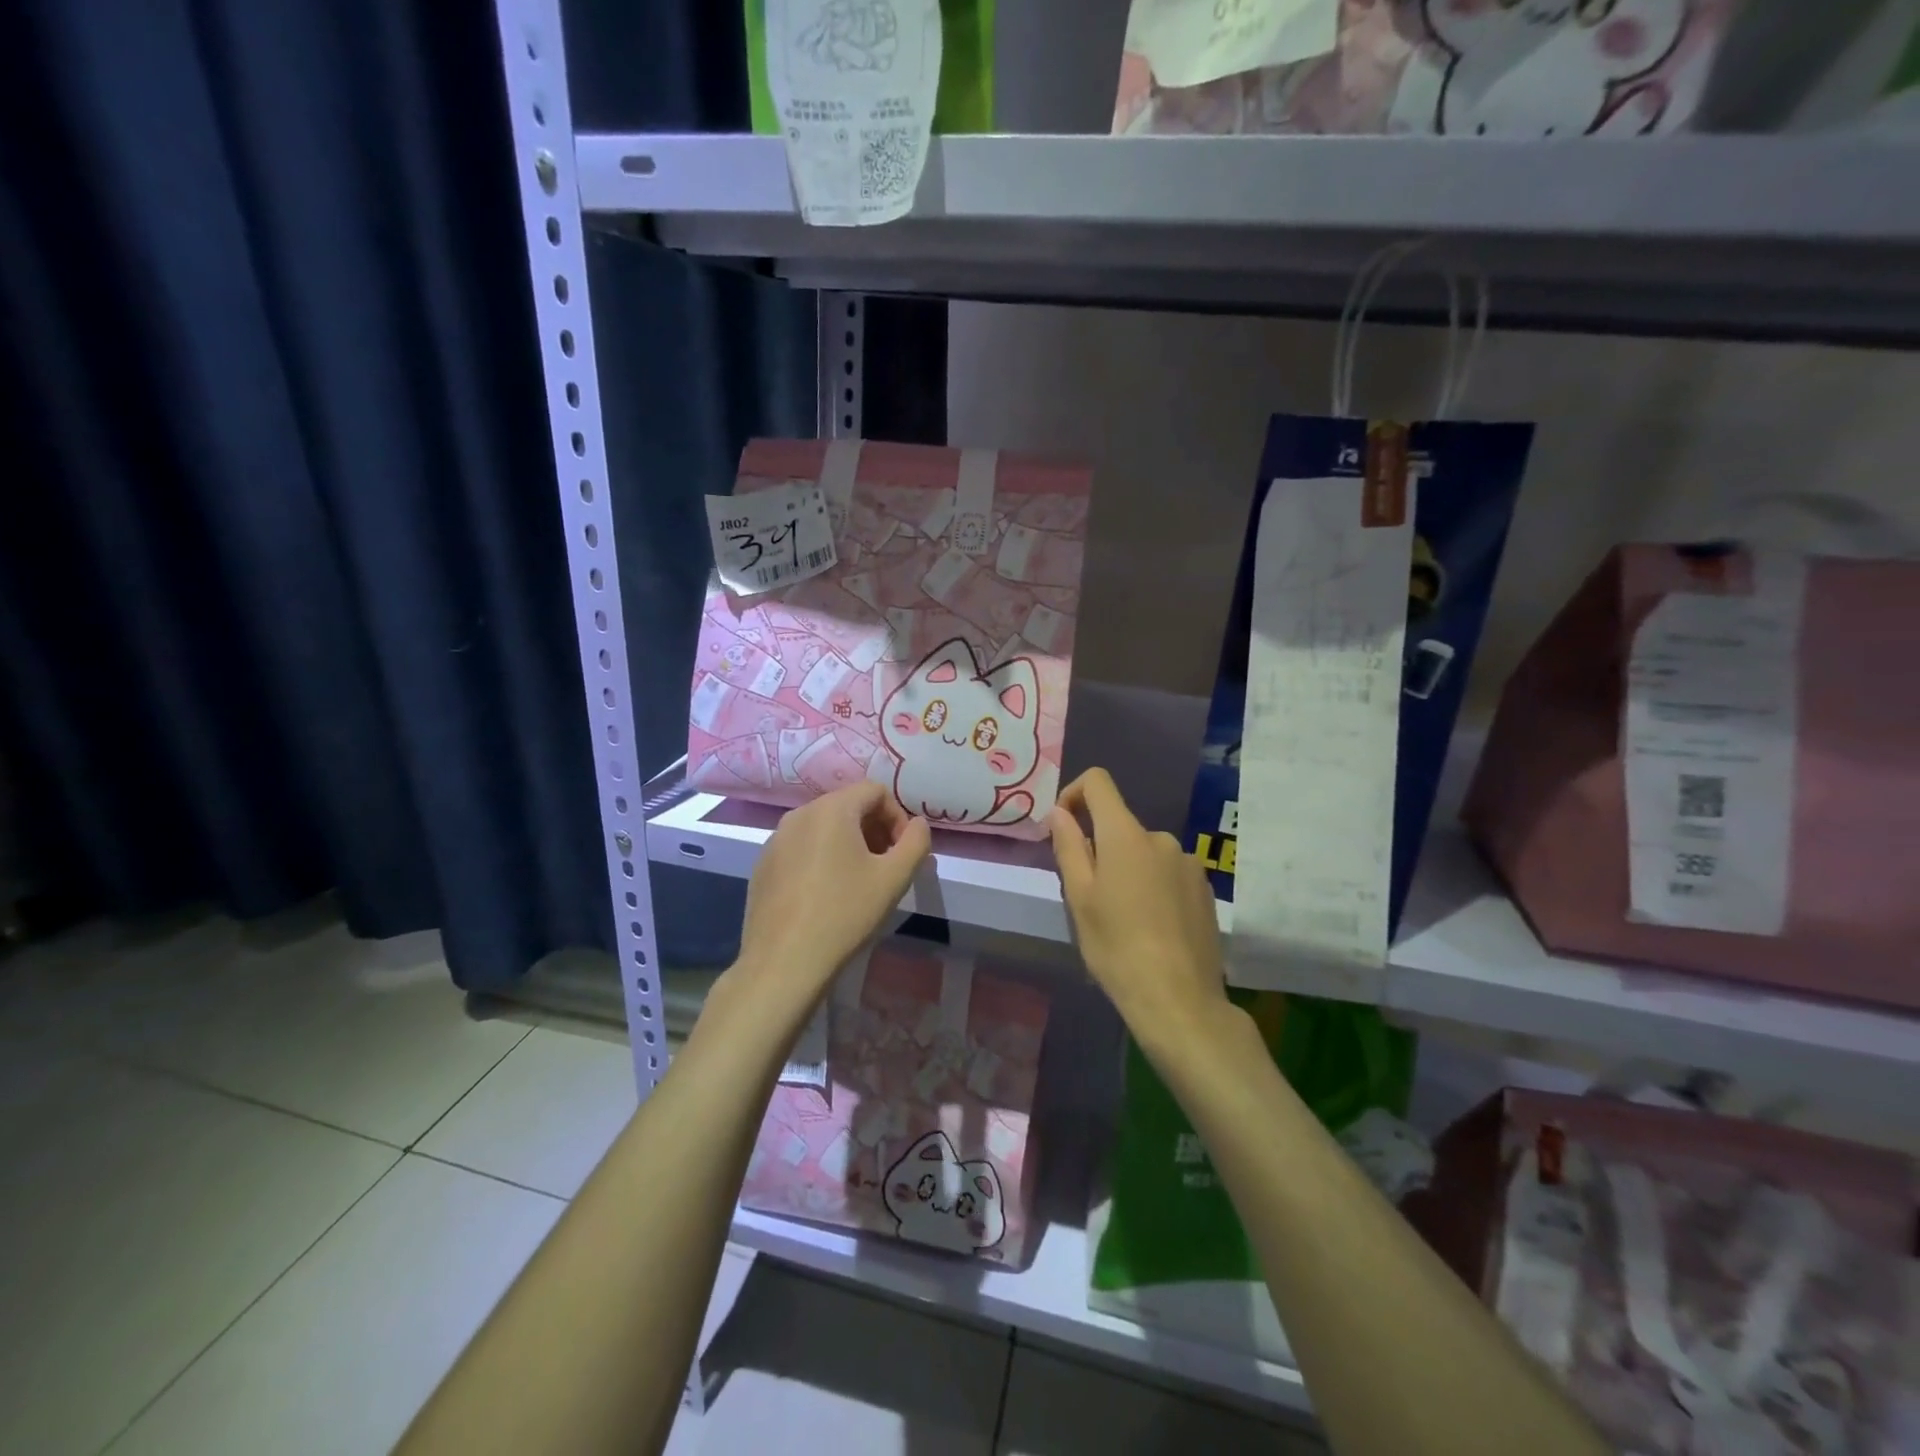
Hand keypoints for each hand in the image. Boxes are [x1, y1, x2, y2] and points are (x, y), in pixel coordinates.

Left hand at [725, 782, 930, 1027]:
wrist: (784, 962)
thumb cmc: (844, 914)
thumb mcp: (894, 878)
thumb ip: (916, 842)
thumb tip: (917, 825)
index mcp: (831, 809)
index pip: (875, 791)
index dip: (898, 817)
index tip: (903, 852)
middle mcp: (799, 814)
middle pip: (848, 806)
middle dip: (874, 830)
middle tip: (886, 867)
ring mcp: (776, 840)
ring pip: (823, 828)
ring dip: (849, 844)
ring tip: (859, 882)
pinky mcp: (763, 865)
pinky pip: (802, 848)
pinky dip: (822, 859)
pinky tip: (826, 896)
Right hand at [1049, 769, 1230, 1045]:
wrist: (1179, 1000)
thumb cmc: (1117, 947)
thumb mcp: (1079, 898)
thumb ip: (1069, 847)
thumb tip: (1060, 812)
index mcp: (1126, 835)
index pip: (1099, 783)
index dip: (1074, 794)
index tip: (1064, 829)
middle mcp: (1161, 838)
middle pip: (1120, 826)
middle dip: (1100, 850)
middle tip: (1091, 899)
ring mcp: (1188, 863)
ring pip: (1144, 853)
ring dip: (1128, 871)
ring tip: (1123, 920)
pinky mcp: (1205, 889)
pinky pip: (1167, 873)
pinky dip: (1153, 887)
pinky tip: (1152, 928)